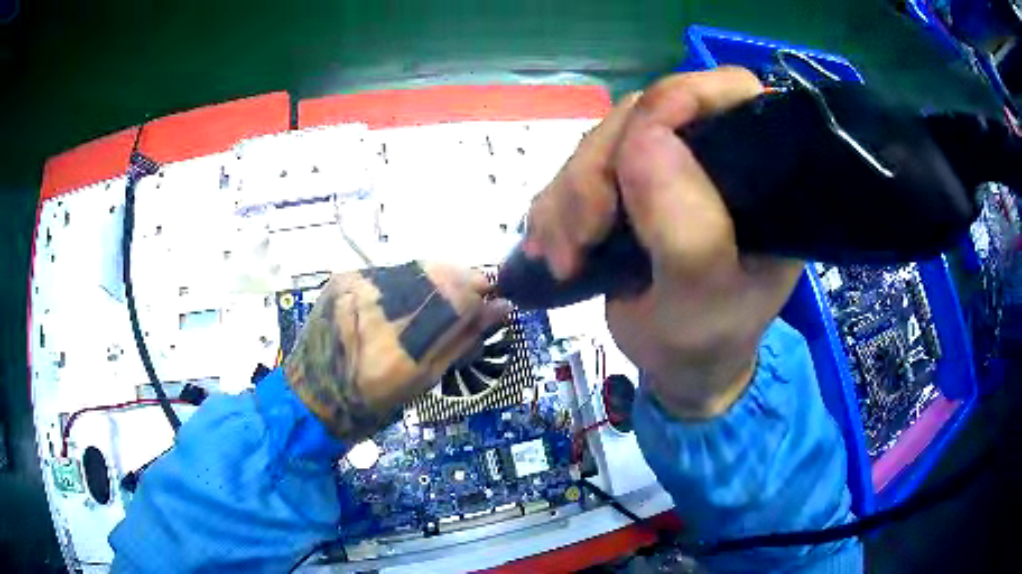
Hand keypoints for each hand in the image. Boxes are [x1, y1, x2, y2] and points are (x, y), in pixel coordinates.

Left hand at [285, 262, 510, 441]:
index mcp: (398, 349)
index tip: (494, 300)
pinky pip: (390, 270)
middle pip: (437, 275)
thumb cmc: (372, 402)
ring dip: (436, 279)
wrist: (312, 395)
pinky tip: (405, 300)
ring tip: (439, 300)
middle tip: (471, 298)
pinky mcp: (343, 278)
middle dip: (462, 283)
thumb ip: (463, 340)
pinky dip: (408, 281)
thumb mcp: (423, 381)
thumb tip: (502, 308)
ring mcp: (355, 288)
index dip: (481, 295)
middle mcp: (374, 310)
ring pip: (415, 267)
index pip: (456, 301)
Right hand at [524, 68, 803, 417]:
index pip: (730, 95)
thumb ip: (689, 232)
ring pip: (603, 139)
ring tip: (563, 256)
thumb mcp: (703, 301)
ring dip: (568, 196)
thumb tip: (645, 139)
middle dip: (598, 171)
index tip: (632, 148)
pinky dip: (556, 205)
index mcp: (761, 174)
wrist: (679, 366)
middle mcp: (715, 154)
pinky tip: (554, 247)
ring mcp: (669, 164)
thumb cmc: (706, 339)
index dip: (679, 99)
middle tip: (580, 237)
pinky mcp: (630, 181)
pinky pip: (578, 168)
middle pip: (646, 113)